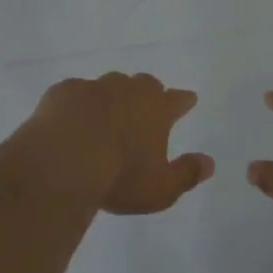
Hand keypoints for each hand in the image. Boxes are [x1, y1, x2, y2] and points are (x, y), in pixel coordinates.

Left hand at [12, 72, 213, 214]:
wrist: (63, 160)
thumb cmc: (119, 176)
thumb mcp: (160, 189)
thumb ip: (187, 174)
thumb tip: (209, 163)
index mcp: (155, 109)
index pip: (176, 99)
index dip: (183, 100)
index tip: (189, 99)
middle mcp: (128, 90)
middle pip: (144, 83)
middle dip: (148, 92)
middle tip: (146, 105)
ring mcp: (94, 87)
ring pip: (110, 83)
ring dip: (113, 95)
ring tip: (108, 111)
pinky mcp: (64, 91)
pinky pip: (76, 92)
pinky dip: (78, 103)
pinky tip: (72, 117)